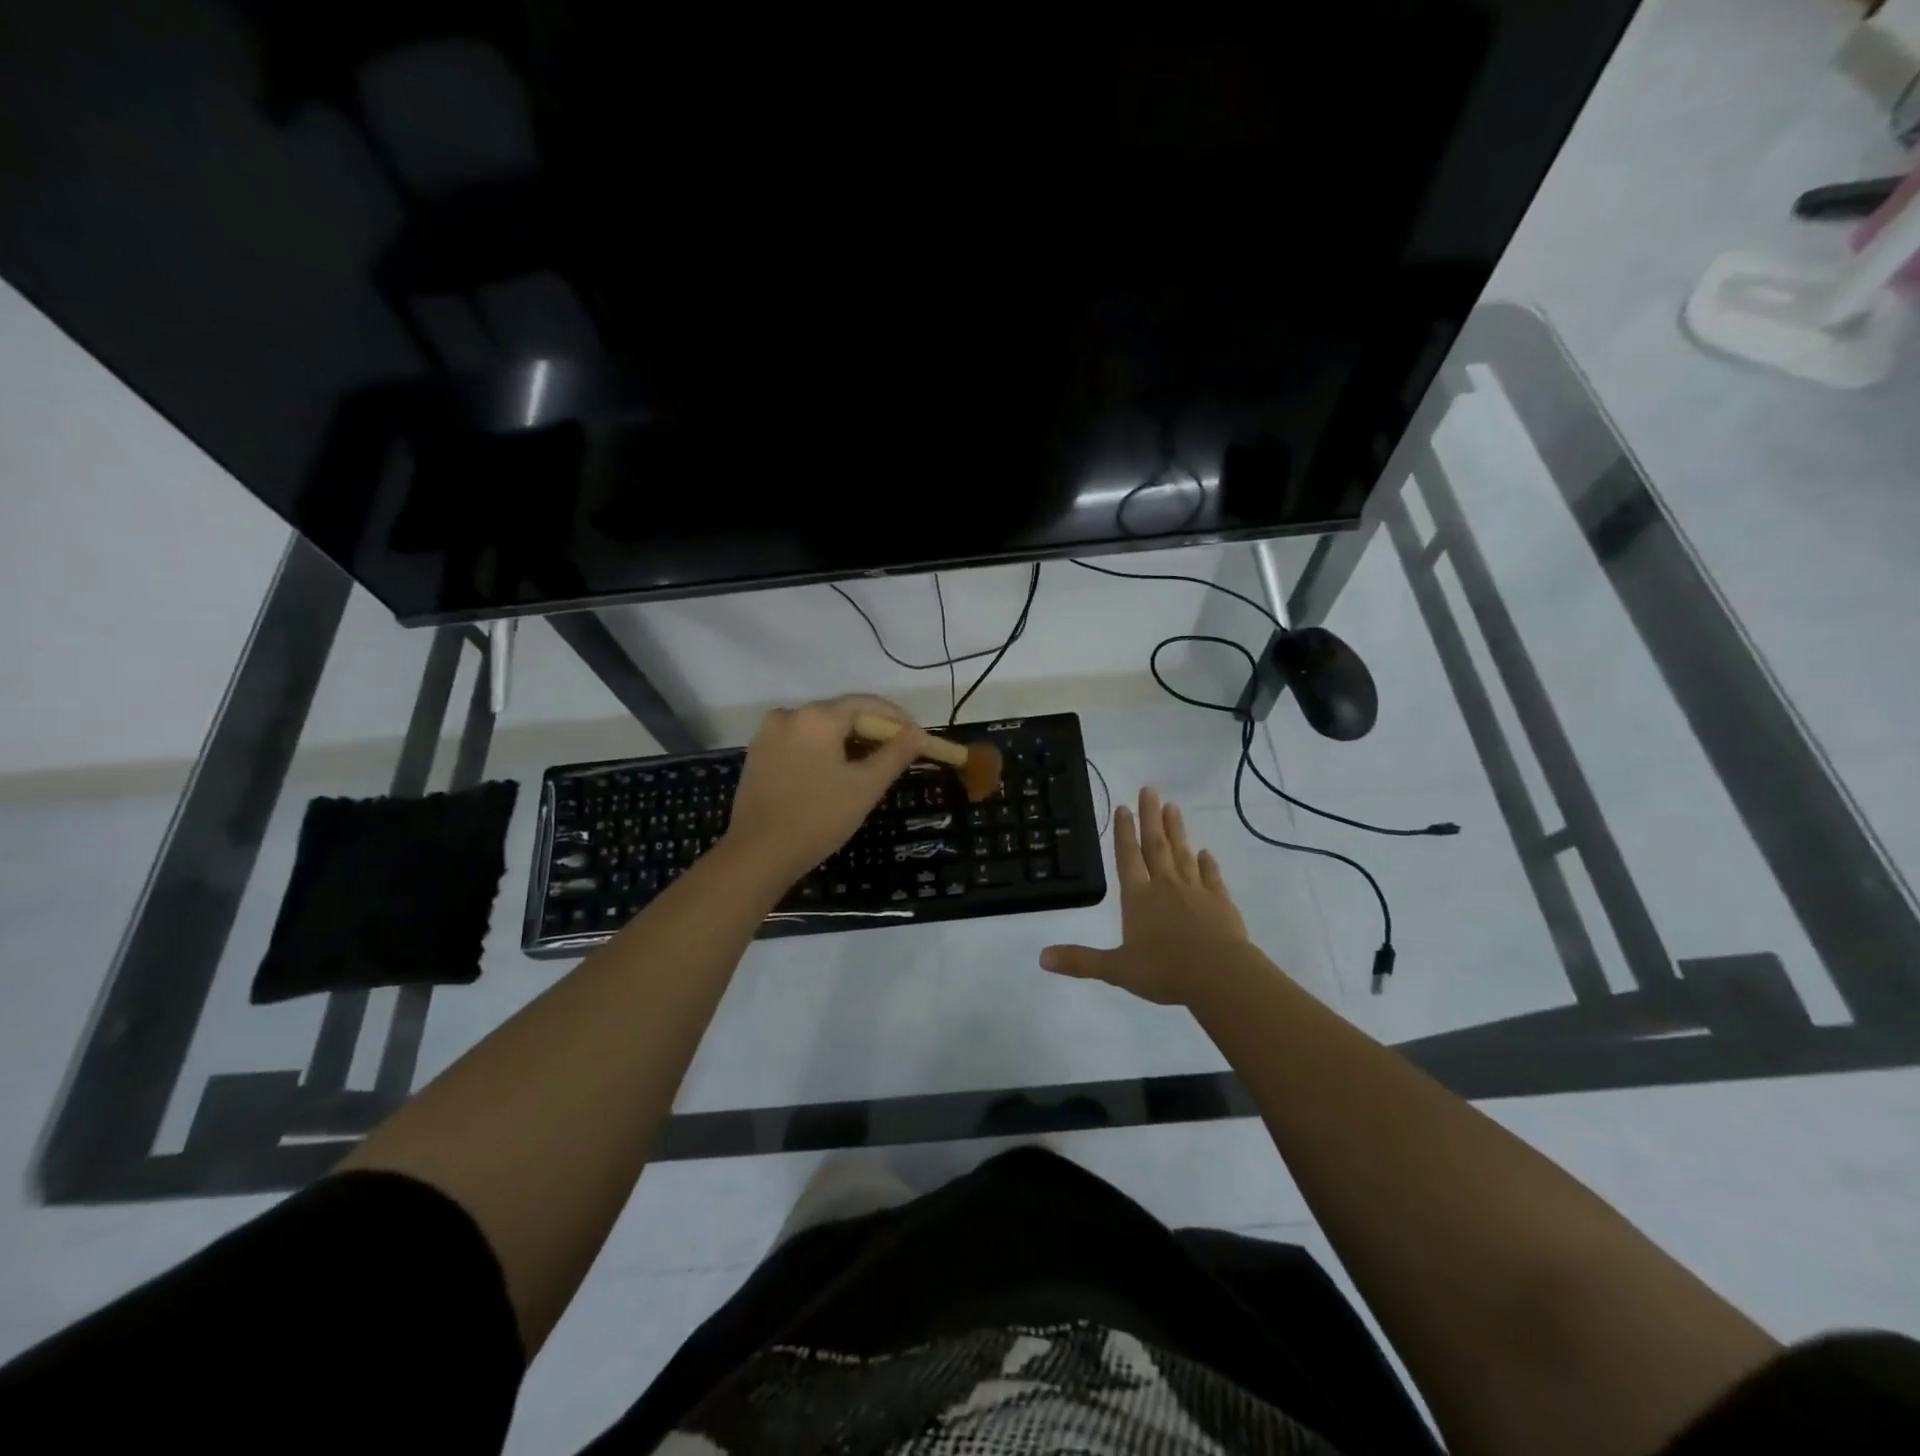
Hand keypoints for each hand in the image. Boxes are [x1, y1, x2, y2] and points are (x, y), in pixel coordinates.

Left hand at [722, 695, 930, 883]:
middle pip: (841, 714)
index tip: (916, 736)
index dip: (895, 718)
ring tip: (869, 765)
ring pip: (819, 729)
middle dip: (871, 730)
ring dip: (847, 741)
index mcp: (817, 717)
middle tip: (898, 753)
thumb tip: (918, 733)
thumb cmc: (819, 818)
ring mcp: (768, 734)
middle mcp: (789, 715)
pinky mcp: (758, 755)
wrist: (758, 854)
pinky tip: (834, 773)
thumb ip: (896, 754)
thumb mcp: (866, 786)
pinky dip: (822, 751)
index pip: (865, 704)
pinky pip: (799, 742)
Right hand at [1040, 787, 1248, 1005]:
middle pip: (1156, 845)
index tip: (1124, 807)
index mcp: (1138, 897)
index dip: (1124, 832)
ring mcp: (1195, 890)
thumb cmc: (1165, 971)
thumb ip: (1081, 961)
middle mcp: (1165, 886)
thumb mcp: (1117, 970)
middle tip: (1150, 789)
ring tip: (1173, 807)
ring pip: (1183, 853)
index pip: (1128, 857)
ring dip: (1177, 830)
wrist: (1221, 976)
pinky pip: (1211, 876)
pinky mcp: (1220, 901)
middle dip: (1151, 817)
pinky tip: (1205, 853)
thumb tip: (1041, 957)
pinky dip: (1207, 863)